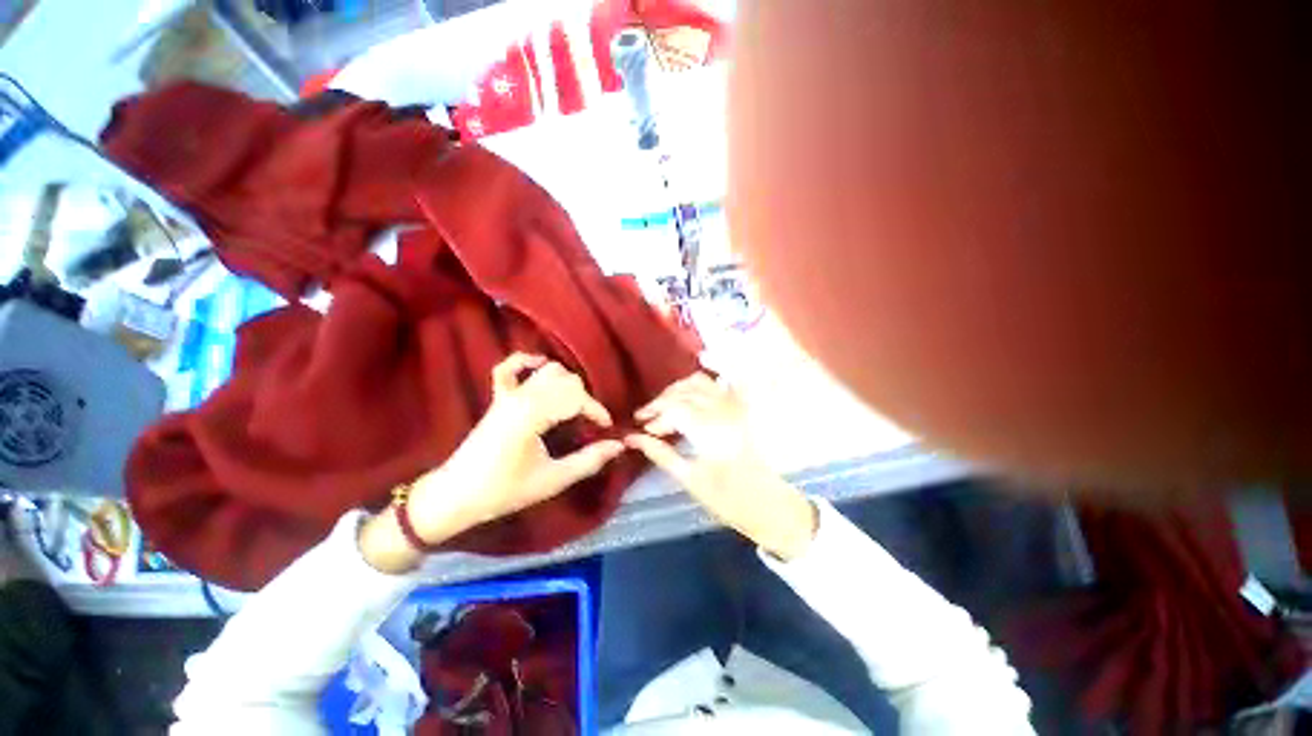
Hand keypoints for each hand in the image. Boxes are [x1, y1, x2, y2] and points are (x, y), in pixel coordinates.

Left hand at [361, 354, 624, 572]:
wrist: (456, 495)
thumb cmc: (505, 491)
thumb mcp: (553, 480)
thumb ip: (588, 461)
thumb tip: (618, 445)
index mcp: (533, 416)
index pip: (576, 399)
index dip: (596, 411)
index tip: (606, 428)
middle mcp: (521, 397)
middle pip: (566, 381)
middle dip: (584, 399)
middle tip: (590, 423)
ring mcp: (507, 395)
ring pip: (547, 371)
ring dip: (566, 383)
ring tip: (574, 404)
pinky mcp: (497, 397)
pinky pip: (509, 368)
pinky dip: (526, 361)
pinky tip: (540, 365)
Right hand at [625, 373, 817, 560]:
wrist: (770, 506)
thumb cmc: (728, 500)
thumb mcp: (689, 480)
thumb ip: (660, 454)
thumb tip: (632, 438)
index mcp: (711, 430)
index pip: (674, 407)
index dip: (654, 414)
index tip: (642, 428)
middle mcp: (724, 411)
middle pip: (685, 391)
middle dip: (662, 401)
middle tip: (646, 418)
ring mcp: (735, 407)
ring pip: (701, 382)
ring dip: (678, 389)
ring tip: (665, 406)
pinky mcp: (742, 409)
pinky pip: (719, 385)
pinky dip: (701, 385)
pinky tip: (690, 395)